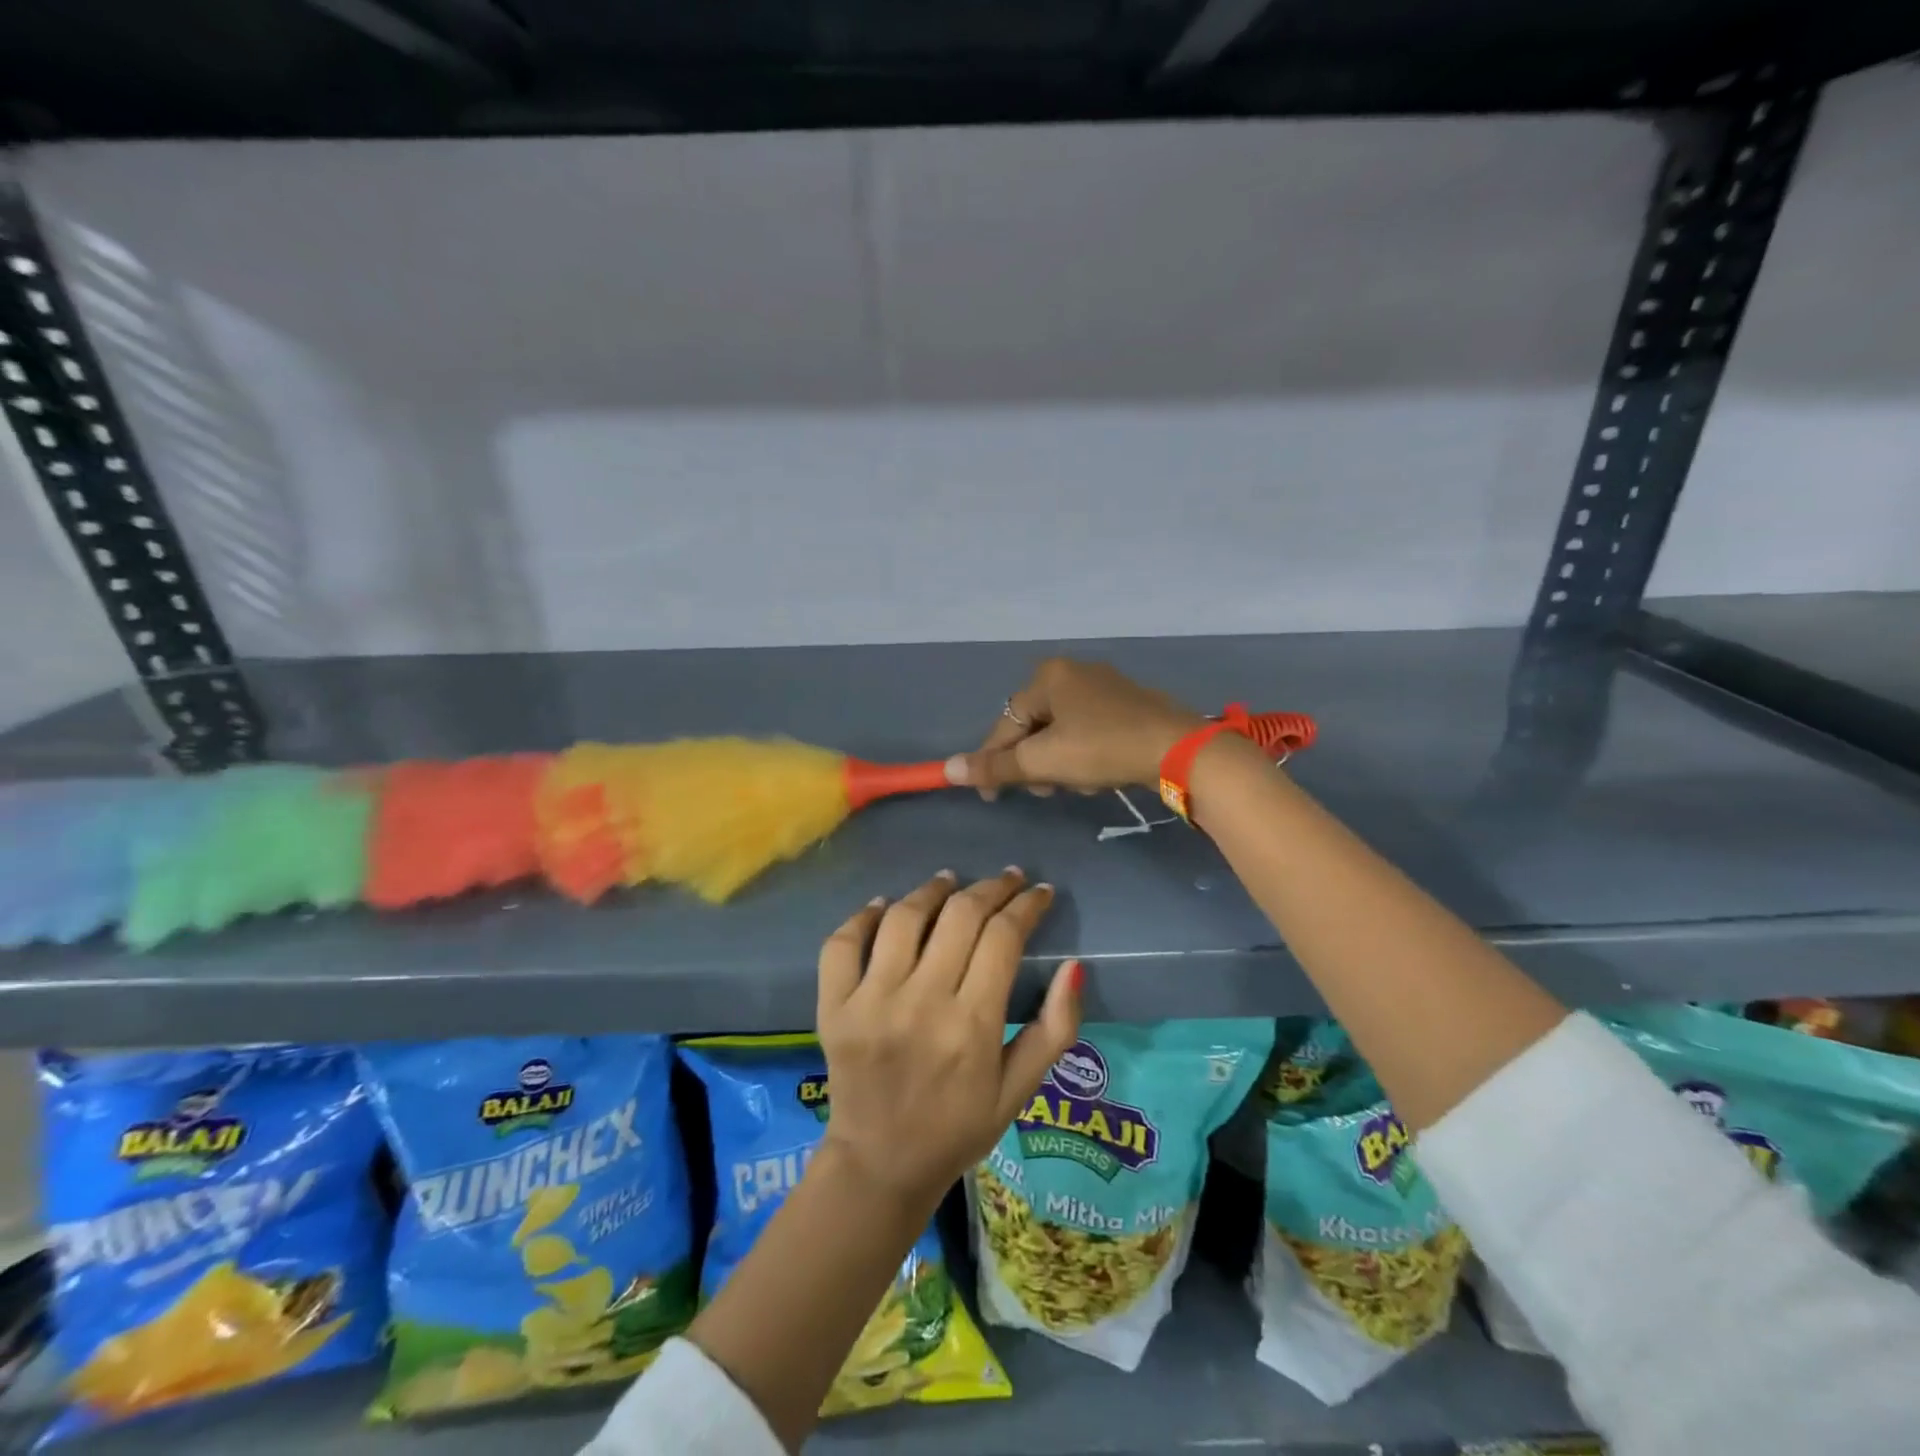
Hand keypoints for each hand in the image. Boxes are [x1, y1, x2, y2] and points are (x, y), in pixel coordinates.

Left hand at [815, 868, 1081, 1218]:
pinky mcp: (834, 1006)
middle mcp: (921, 1003)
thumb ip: (1055, 1029)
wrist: (880, 1164)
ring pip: (903, 917)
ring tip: (950, 882)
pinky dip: (864, 916)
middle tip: (1006, 879)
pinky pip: (844, 942)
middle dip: (991, 887)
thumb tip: (1074, 965)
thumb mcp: (1020, 1089)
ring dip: (932, 890)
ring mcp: (870, 1002)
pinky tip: (885, 907)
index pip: (1003, 938)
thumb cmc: (959, 1127)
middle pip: (959, 915)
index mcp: (972, 1026)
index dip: (1026, 905)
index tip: (1039, 892)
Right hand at [949, 658, 1204, 798]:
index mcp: (1048, 676)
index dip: (993, 761)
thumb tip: (949, 769)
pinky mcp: (1128, 703)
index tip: (990, 795)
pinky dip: (1084, 753)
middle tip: (1043, 790)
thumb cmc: (1102, 748)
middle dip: (1034, 763)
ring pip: (1062, 731)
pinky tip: (1098, 775)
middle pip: (1034, 726)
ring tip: (1077, 785)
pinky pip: (1088, 729)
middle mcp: (1073, 671)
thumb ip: (996, 767)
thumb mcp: (1044, 761)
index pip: (1006, 723)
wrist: (1177, 748)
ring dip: (1059, 762)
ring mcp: (1104, 685)